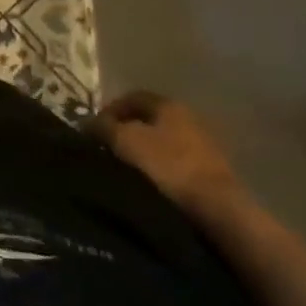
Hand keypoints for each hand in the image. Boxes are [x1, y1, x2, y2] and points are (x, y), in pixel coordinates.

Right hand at [92, 92, 248, 222]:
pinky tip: (148, 184)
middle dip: (125, 131)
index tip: (92, 129)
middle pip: (148, 119)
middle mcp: (189, 117)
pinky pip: (176, 163)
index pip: (132, 97)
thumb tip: (88, 123)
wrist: (217, 209)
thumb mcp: (126, 141)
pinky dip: (159, 169)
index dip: (109, 109)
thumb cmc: (168, 166)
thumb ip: (104, 127)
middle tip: (106, 148)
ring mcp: (204, 145)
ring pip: (162, 142)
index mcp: (169, 104)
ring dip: (143, 152)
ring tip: (124, 169)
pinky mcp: (211, 172)